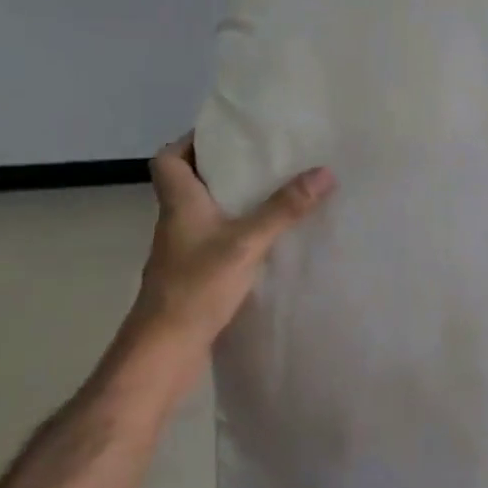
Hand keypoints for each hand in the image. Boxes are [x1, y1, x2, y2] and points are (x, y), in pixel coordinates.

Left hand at [114, 136, 334, 385]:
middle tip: (262, 158)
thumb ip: (283, 208)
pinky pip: (215, 239)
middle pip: (189, 182)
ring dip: (231, 200)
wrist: (164, 352)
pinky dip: (236, 231)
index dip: (189, 142)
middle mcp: (176, 221)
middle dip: (222, 168)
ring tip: (272, 190)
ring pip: (204, 212)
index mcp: (180, 203)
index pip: (167, 159)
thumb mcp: (245, 242)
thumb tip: (323, 171)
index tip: (225, 135)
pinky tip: (267, 237)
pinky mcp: (193, 275)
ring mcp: (183, 251)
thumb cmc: (196, 287)